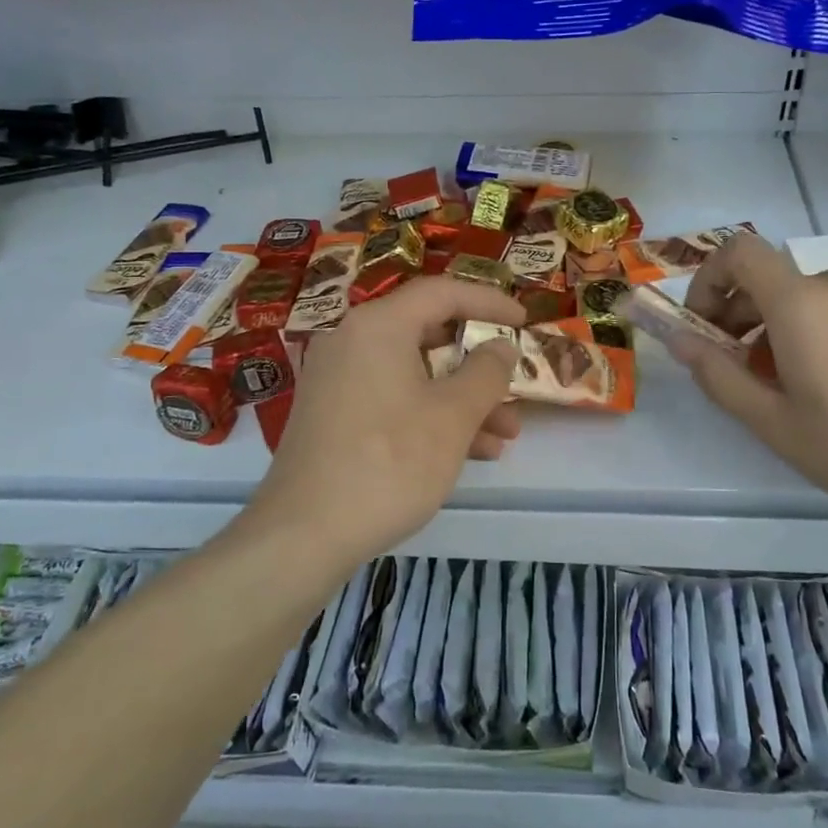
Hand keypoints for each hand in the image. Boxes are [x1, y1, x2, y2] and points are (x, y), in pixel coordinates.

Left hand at [248, 276, 525, 559]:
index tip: (525, 321)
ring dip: (462, 398)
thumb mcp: (453, 416)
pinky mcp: (333, 416)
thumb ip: (487, 372)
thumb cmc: (389, 462)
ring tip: (506, 434)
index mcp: (378, 326)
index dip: (490, 302)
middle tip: (514, 383)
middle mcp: (352, 341)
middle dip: (479, 364)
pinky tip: (471, 452)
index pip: (443, 292)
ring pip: (414, 374)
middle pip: (428, 334)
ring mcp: (338, 380)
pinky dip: (431, 415)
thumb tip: (501, 347)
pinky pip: (393, 399)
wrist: (303, 535)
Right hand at [683, 233, 827, 524]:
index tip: (705, 325)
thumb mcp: (773, 423)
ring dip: (786, 326)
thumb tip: (676, 338)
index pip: (739, 252)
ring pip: (811, 296)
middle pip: (772, 279)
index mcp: (800, 302)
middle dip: (743, 315)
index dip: (709, 279)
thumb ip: (716, 374)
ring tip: (799, 383)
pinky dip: (827, 327)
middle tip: (745, 371)